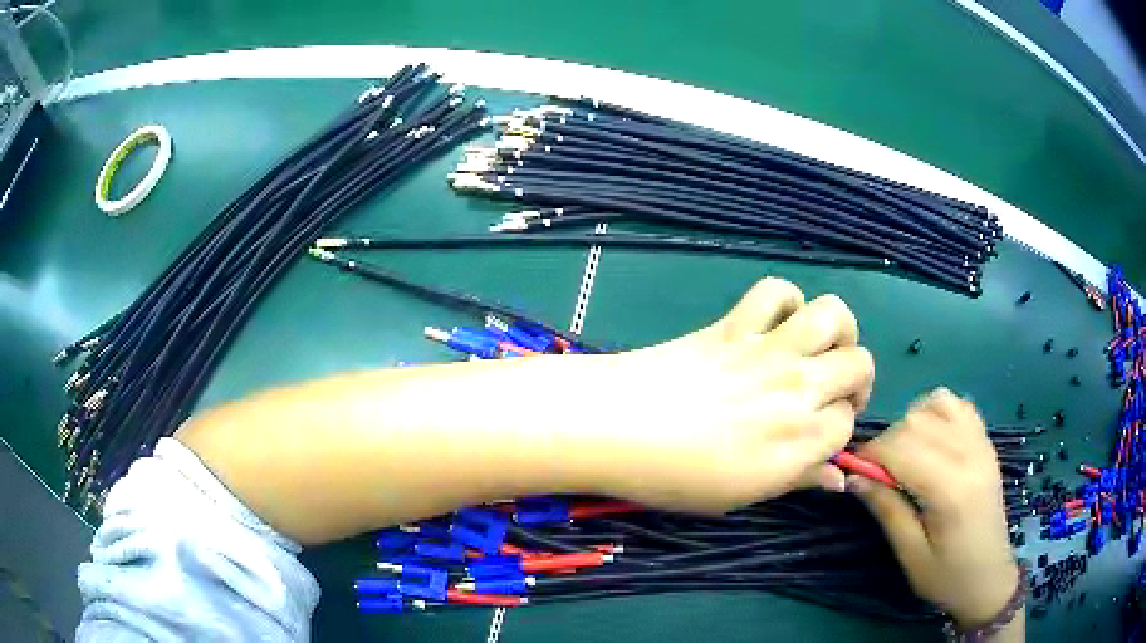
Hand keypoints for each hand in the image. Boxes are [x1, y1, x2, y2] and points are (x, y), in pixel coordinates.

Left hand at [583, 278, 873, 513]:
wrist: (614, 427)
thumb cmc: (672, 477)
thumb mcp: (740, 496)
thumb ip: (797, 480)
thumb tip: (839, 479)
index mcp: (799, 441)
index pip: (847, 425)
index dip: (838, 430)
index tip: (818, 438)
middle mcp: (796, 389)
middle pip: (859, 366)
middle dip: (856, 381)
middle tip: (832, 395)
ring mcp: (768, 349)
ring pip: (833, 315)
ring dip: (840, 331)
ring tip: (822, 350)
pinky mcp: (735, 323)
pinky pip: (775, 291)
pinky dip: (786, 301)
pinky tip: (776, 324)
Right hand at [848, 389, 1017, 626]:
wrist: (989, 578)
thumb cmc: (946, 576)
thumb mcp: (910, 554)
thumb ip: (886, 510)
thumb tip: (855, 478)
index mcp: (951, 490)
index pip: (902, 449)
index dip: (870, 454)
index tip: (853, 472)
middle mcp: (969, 456)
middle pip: (917, 421)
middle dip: (888, 441)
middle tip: (877, 473)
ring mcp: (982, 445)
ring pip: (937, 404)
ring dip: (911, 423)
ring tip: (905, 455)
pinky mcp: (986, 443)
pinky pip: (959, 406)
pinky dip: (937, 412)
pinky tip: (930, 438)